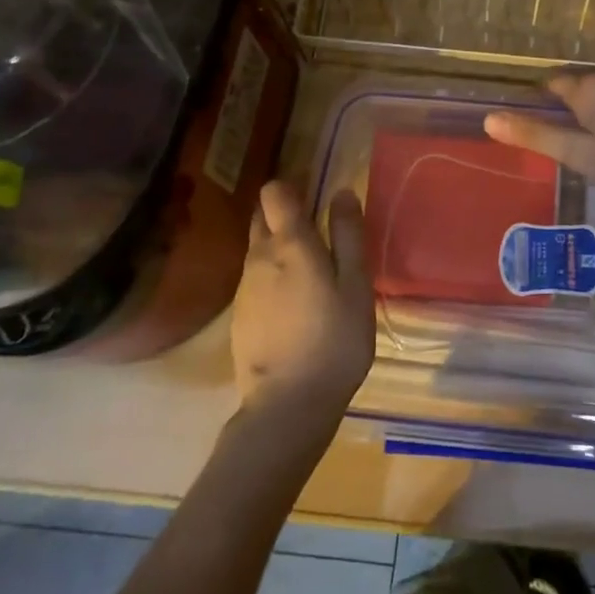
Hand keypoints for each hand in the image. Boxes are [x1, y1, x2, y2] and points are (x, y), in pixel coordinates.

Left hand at [230, 181, 373, 429]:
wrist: (287, 405)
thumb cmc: (334, 339)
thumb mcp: (355, 285)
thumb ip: (348, 235)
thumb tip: (341, 192)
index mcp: (289, 244)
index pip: (274, 192)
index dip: (291, 187)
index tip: (314, 197)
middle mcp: (258, 257)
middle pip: (261, 217)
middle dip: (282, 214)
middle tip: (318, 232)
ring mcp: (244, 288)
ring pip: (257, 250)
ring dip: (278, 247)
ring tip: (310, 272)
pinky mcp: (239, 315)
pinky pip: (255, 279)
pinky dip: (272, 278)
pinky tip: (294, 304)